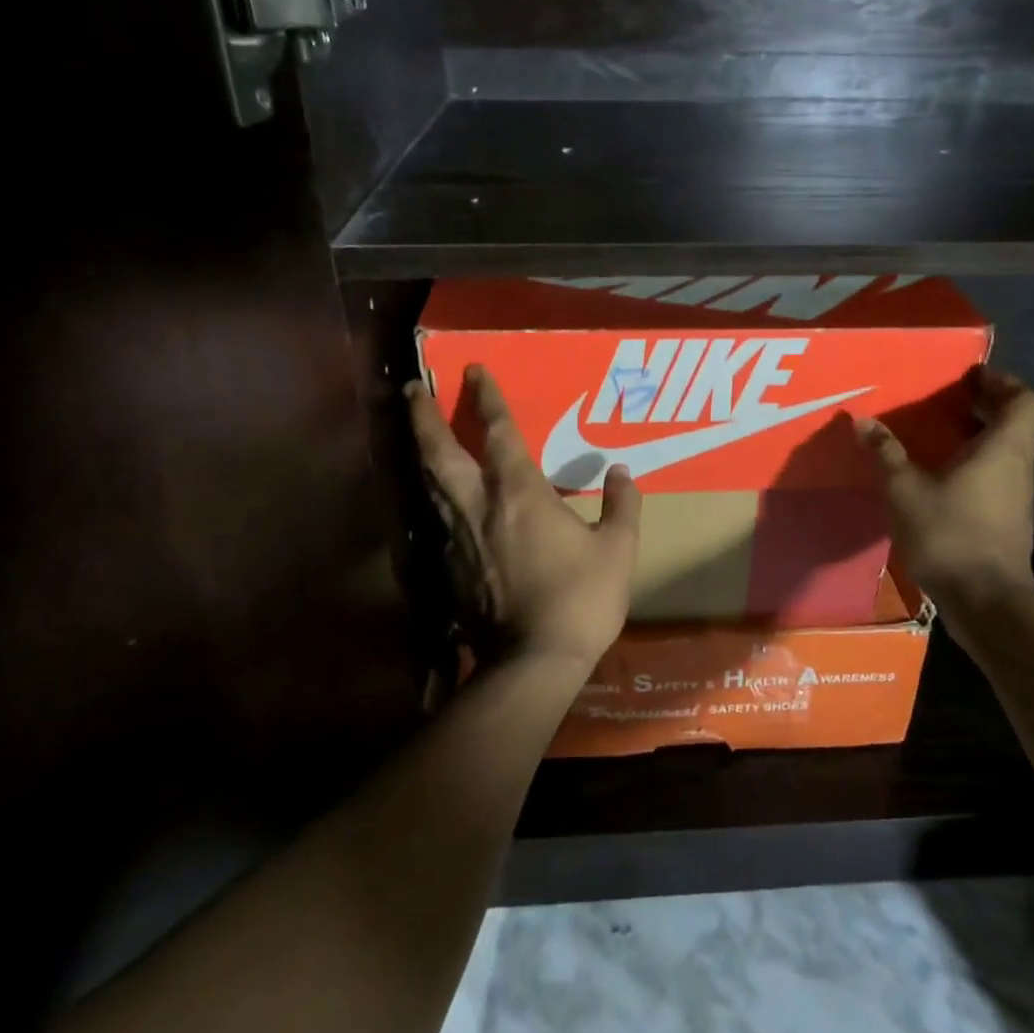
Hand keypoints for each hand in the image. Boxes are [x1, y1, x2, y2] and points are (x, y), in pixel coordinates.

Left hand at [406, 365, 640, 670]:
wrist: (533, 662)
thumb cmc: (581, 598)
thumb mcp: (617, 549)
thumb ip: (622, 505)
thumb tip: (621, 471)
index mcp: (520, 493)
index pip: (499, 433)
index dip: (487, 398)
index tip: (473, 370)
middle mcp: (479, 506)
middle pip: (439, 452)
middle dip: (424, 416)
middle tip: (412, 389)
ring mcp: (458, 538)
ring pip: (430, 484)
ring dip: (421, 451)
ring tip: (416, 432)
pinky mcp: (449, 568)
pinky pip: (438, 519)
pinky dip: (434, 497)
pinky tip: (439, 498)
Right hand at [857, 366, 1033, 613]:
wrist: (986, 602)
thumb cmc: (949, 534)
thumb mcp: (904, 490)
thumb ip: (886, 453)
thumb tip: (863, 421)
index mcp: (1003, 449)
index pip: (1025, 400)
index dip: (1003, 382)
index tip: (971, 378)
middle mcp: (1018, 467)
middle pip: (1016, 424)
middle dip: (985, 407)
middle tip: (946, 401)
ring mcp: (1017, 497)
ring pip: (1006, 452)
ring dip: (978, 437)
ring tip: (937, 435)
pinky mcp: (1008, 522)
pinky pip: (997, 477)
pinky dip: (975, 466)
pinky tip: (940, 478)